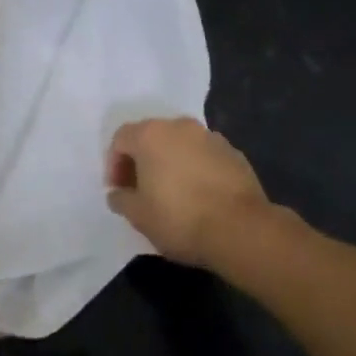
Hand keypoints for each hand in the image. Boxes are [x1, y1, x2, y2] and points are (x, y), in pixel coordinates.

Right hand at [106, 117, 269, 266]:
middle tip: (141, 190)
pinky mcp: (234, 152)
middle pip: (151, 137)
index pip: (121, 139)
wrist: (241, 229)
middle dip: (142, 161)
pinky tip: (200, 196)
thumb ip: (121, 199)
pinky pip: (204, 156)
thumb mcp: (139, 216)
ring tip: (172, 193)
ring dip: (171, 163)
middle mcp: (179, 126)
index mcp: (151, 135)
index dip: (114, 165)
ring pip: (180, 145)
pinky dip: (196, 169)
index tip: (119, 191)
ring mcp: (210, 137)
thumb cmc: (180, 218)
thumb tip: (118, 194)